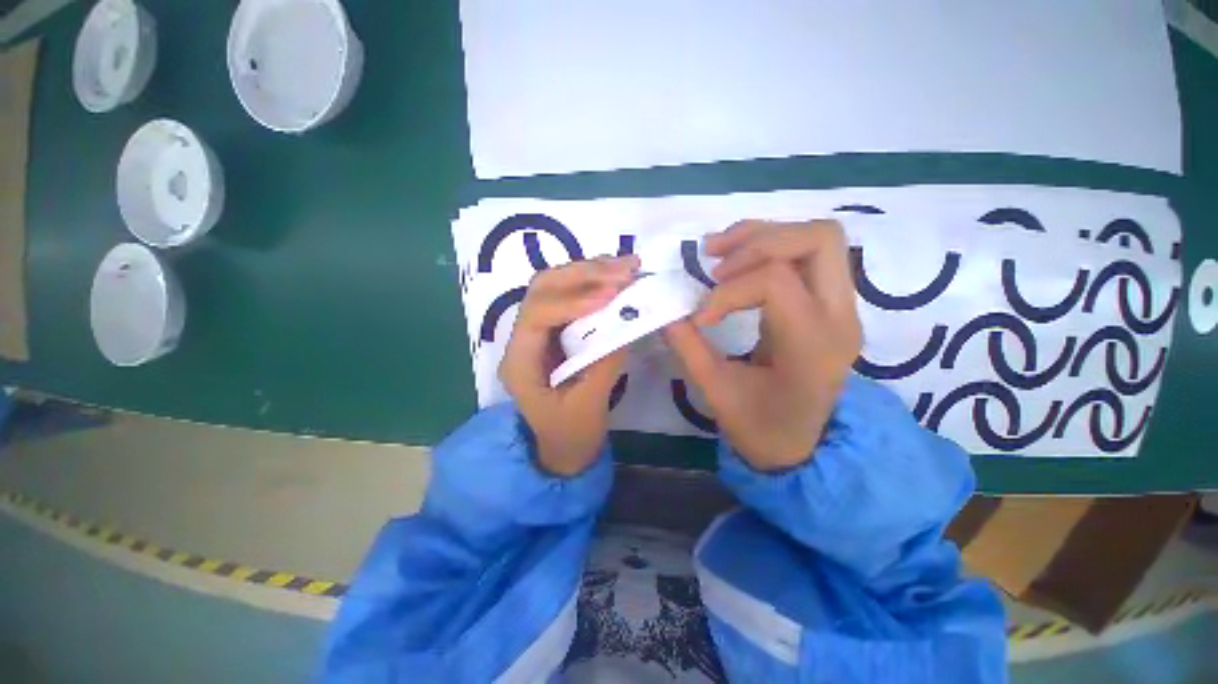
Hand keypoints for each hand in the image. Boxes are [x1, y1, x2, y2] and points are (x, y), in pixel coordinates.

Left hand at [499, 255, 640, 475]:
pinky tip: (617, 275)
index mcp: (520, 362)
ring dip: (590, 271)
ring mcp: (539, 331)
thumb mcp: (589, 406)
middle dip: (583, 274)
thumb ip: (604, 363)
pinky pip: (571, 296)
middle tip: (624, 269)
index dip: (573, 301)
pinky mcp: (557, 329)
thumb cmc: (570, 435)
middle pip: (543, 289)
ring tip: (627, 266)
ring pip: (556, 285)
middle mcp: (523, 338)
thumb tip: (626, 323)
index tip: (611, 296)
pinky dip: (595, 282)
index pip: (537, 315)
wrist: (563, 448)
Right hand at [663, 220, 861, 470]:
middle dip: (758, 242)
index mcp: (812, 347)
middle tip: (715, 264)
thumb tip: (663, 313)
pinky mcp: (830, 303)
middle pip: (817, 239)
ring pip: (816, 238)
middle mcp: (839, 317)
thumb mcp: (716, 391)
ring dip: (762, 236)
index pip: (776, 282)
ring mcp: (842, 307)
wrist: (800, 444)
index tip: (700, 318)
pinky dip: (768, 246)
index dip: (727, 291)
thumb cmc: (760, 427)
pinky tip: (735, 260)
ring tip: (717, 253)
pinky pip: (807, 254)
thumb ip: (688, 347)